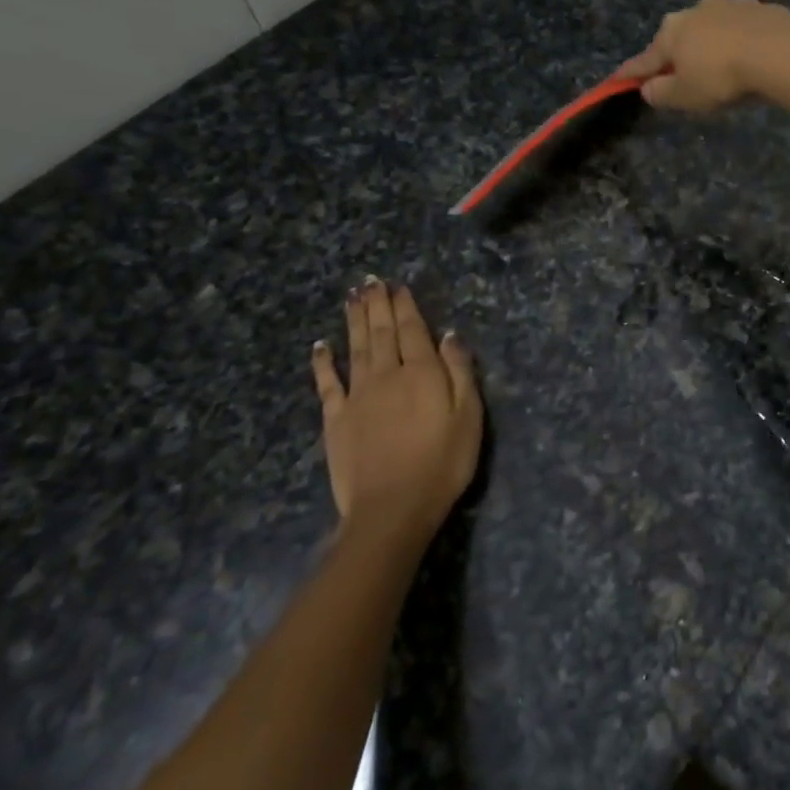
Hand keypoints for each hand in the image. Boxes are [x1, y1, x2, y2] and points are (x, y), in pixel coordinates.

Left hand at [310, 278, 482, 544]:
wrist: (392, 508)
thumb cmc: (442, 463)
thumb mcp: (468, 417)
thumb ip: (459, 372)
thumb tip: (450, 335)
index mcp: (422, 373)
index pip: (413, 330)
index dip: (405, 306)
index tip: (397, 286)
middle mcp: (387, 375)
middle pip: (381, 333)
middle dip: (377, 305)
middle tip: (370, 281)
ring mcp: (357, 396)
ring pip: (356, 348)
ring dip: (354, 321)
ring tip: (352, 297)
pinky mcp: (336, 419)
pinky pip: (327, 383)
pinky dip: (323, 362)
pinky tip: (321, 345)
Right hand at [620, 0, 789, 112]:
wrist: (779, 51)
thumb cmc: (722, 76)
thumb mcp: (685, 96)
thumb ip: (661, 93)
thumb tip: (647, 88)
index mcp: (672, 31)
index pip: (645, 58)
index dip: (631, 73)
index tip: (617, 79)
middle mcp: (696, 10)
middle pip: (680, 37)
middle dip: (678, 55)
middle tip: (683, 77)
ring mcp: (731, 5)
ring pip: (713, 29)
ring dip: (712, 45)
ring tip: (722, 67)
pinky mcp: (762, 8)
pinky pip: (743, 29)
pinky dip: (741, 42)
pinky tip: (751, 57)